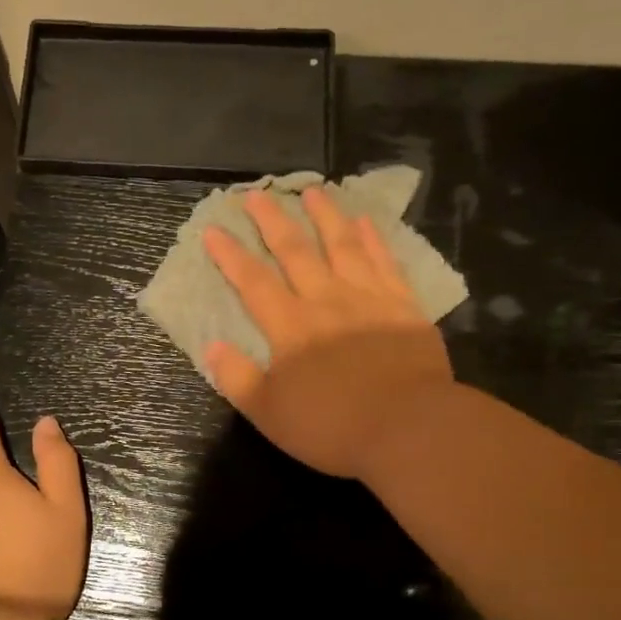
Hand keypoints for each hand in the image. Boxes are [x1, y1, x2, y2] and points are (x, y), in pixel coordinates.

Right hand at [203, 185, 453, 480]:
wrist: (410, 428)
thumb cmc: (333, 426)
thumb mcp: (269, 413)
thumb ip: (238, 378)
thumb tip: (211, 345)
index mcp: (290, 328)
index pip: (253, 283)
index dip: (231, 256)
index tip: (214, 229)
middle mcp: (326, 302)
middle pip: (295, 252)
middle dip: (273, 222)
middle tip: (257, 194)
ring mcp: (368, 299)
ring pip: (342, 246)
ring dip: (325, 216)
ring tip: (313, 191)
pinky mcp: (404, 307)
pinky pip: (385, 263)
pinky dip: (374, 240)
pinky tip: (366, 222)